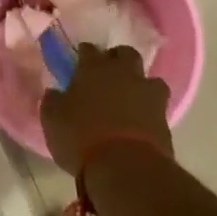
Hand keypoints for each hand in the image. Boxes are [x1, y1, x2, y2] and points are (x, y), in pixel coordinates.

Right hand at [39, 44, 174, 174]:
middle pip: (125, 54)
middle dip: (117, 59)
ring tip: (130, 98)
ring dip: (139, 84)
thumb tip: (54, 92)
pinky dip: (149, 108)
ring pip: (148, 78)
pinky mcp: (164, 115)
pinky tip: (141, 118)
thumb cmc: (80, 137)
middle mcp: (123, 73)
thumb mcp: (52, 120)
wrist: (125, 165)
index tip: (79, 61)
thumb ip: (53, 101)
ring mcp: (147, 92)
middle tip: (108, 73)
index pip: (89, 50)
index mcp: (93, 68)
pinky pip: (157, 104)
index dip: (84, 54)